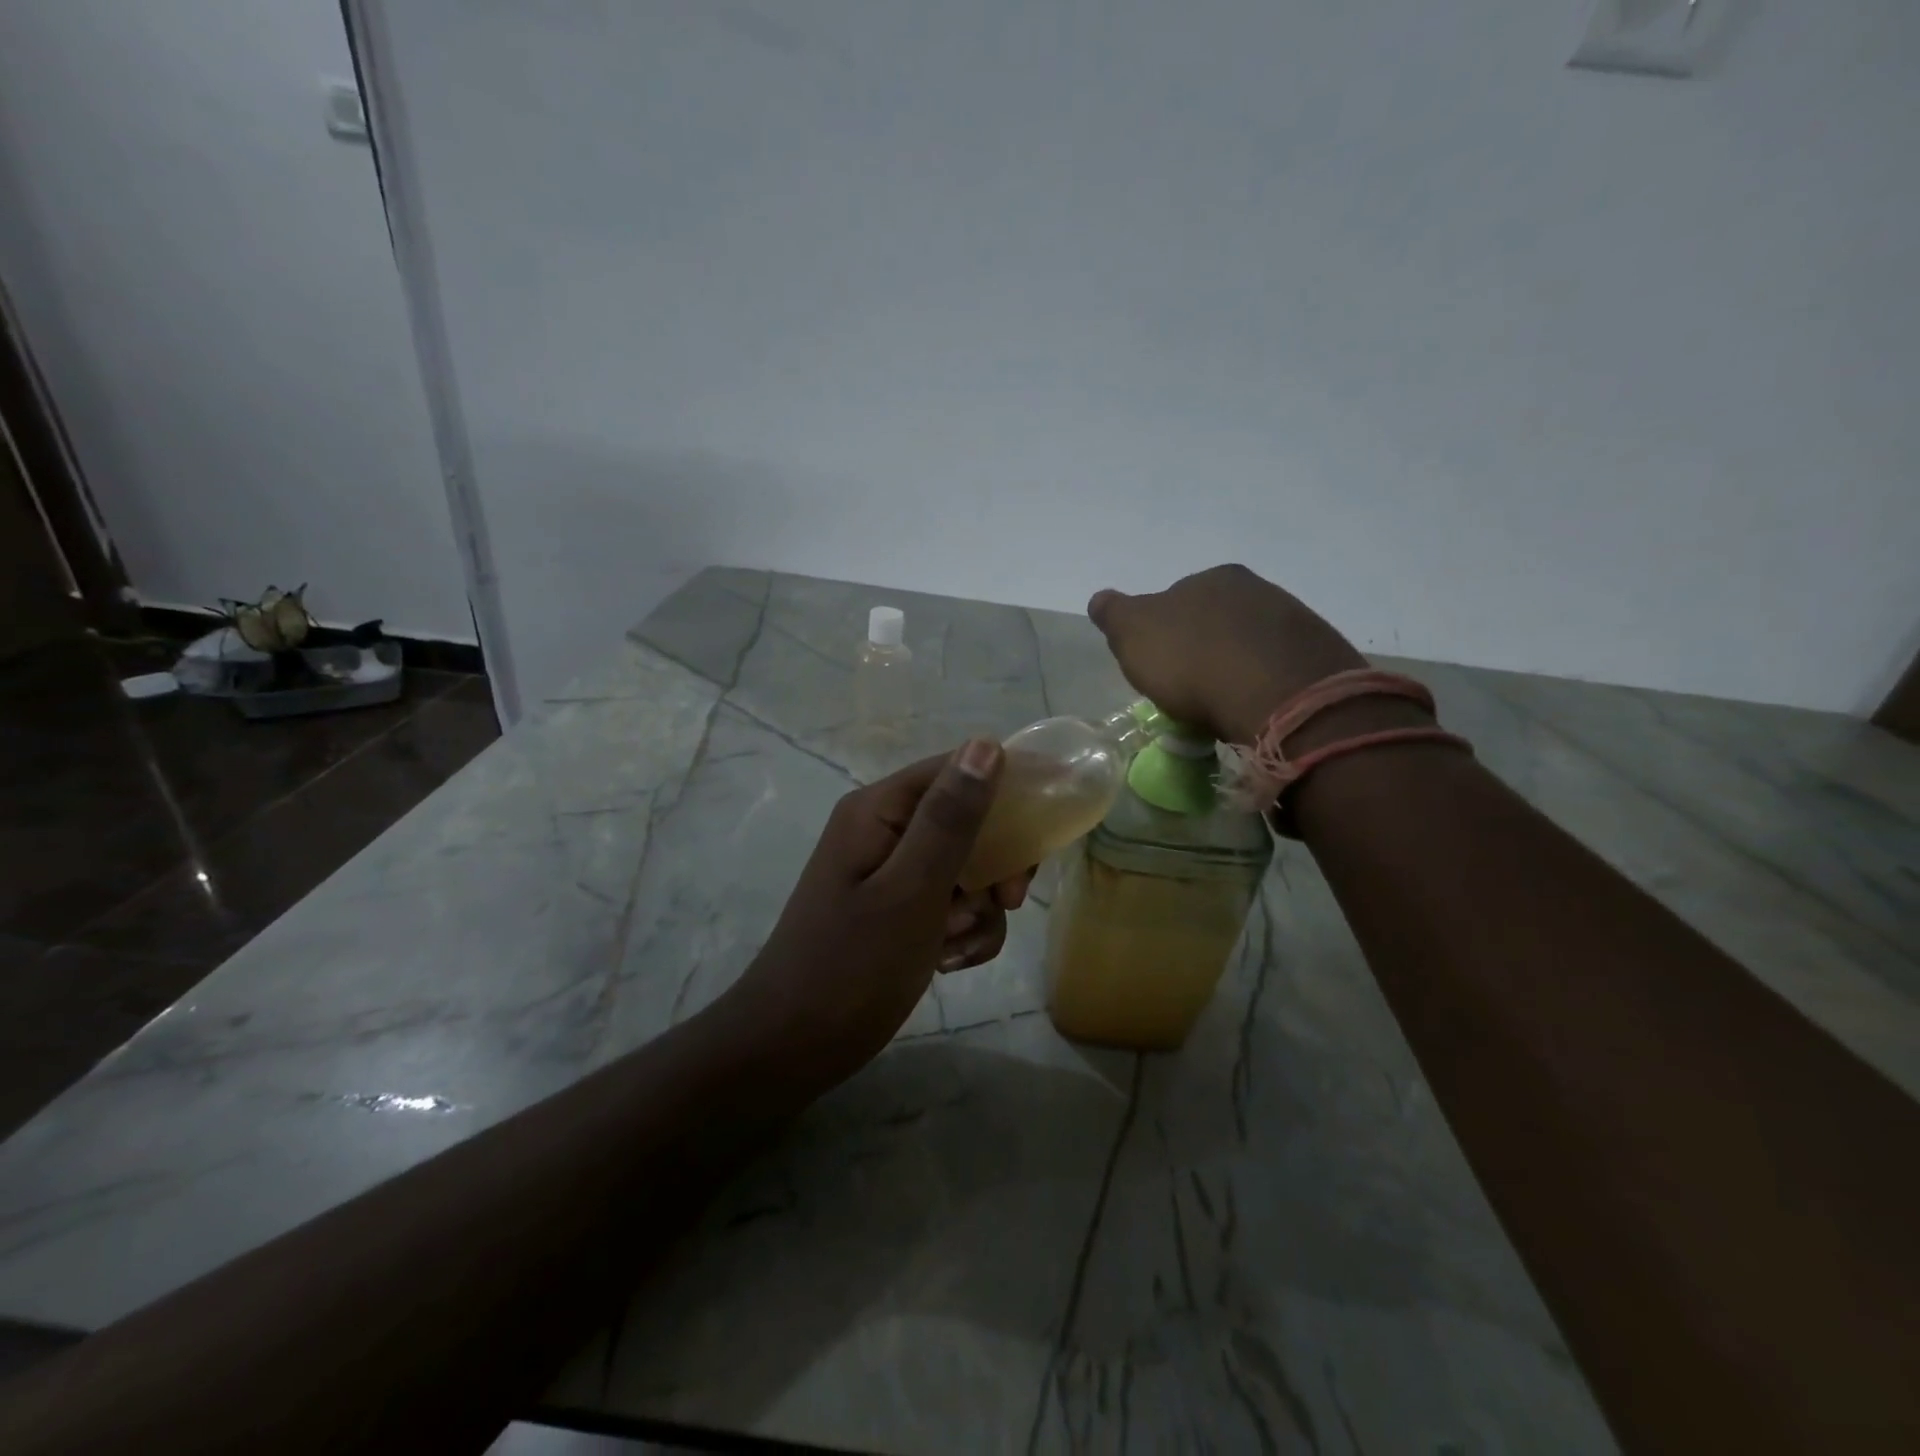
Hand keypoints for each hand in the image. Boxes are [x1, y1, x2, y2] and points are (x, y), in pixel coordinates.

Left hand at [718, 740, 1035, 1090]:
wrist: (791, 1047)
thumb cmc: (852, 967)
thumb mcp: (912, 890)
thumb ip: (950, 818)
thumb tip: (986, 744)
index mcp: (879, 810)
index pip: (958, 770)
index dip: (1008, 791)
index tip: (1044, 835)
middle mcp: (884, 830)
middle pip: (967, 820)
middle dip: (995, 863)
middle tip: (1008, 901)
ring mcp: (889, 872)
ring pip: (965, 867)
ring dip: (978, 909)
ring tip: (956, 946)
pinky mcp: (896, 909)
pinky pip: (948, 903)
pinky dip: (961, 931)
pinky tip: (948, 963)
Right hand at [1088, 564, 1370, 742]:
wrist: (1278, 695)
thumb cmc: (1193, 661)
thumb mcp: (1134, 635)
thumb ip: (1114, 614)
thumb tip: (1101, 600)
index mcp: (1211, 578)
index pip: (1177, 600)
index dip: (1163, 633)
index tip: (1159, 666)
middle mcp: (1257, 589)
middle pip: (1217, 620)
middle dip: (1202, 648)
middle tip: (1189, 689)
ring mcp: (1294, 621)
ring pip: (1250, 644)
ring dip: (1234, 667)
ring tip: (1223, 706)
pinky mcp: (1320, 657)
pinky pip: (1279, 669)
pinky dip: (1263, 685)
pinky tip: (1255, 709)